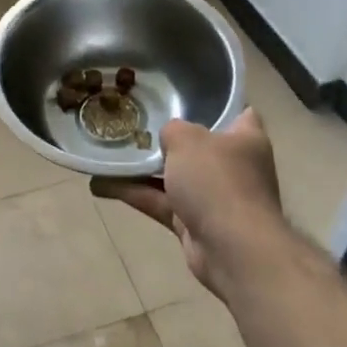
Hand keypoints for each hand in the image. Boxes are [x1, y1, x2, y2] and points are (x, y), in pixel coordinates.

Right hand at [90, 109, 294, 303]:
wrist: (232, 249)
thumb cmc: (217, 181)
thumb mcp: (188, 139)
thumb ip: (173, 129)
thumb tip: (169, 136)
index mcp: (245, 139)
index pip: (238, 113)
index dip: (215, 104)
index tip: (183, 98)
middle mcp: (233, 166)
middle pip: (198, 147)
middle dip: (167, 139)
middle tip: (134, 123)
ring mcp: (214, 197)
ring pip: (173, 177)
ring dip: (142, 169)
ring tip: (109, 153)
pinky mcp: (194, 223)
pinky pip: (160, 202)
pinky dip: (135, 194)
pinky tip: (101, 184)